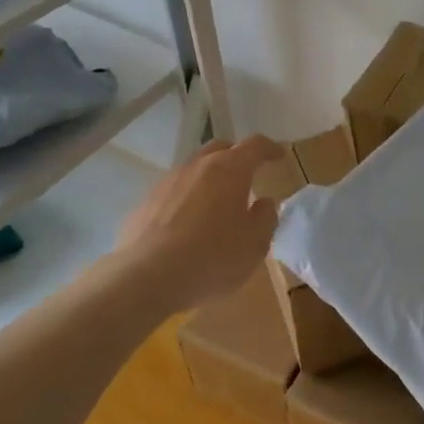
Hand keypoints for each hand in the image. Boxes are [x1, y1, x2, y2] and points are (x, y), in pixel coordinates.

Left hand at [111, 136, 284, 312]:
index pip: (254, 145)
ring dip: (209, 180)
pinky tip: (188, 225)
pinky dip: (187, 200)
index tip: (279, 155)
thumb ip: (265, 218)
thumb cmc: (212, 259)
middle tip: (248, 175)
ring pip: (194, 170)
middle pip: (220, 149)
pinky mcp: (145, 203)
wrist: (145, 278)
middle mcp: (197, 167)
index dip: (269, 148)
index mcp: (229, 170)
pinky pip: (174, 193)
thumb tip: (264, 202)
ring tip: (217, 205)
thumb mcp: (255, 244)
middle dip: (236, 157)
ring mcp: (167, 183)